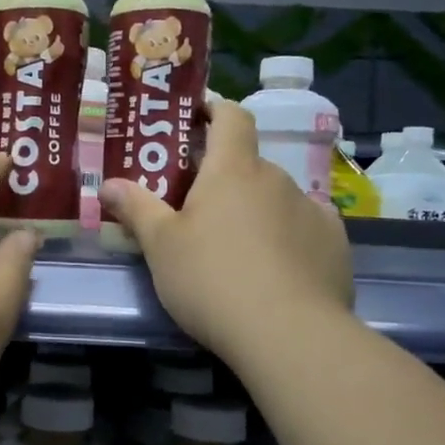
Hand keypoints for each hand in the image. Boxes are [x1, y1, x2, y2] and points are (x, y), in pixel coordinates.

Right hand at [99, 101, 352, 358]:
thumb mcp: (161, 246)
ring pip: (275, 198)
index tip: (196, 119)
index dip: (214, 109)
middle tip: (197, 210)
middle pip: (248, 165)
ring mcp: (312, 210)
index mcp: (233, 169)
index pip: (231, 115)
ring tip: (235, 251)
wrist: (289, 335)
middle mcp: (277, 179)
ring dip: (255, 211)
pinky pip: (303, 228)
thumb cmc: (213, 279)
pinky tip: (275, 271)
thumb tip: (109, 183)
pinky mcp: (335, 245)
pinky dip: (287, 238)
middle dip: (225, 180)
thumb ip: (136, 209)